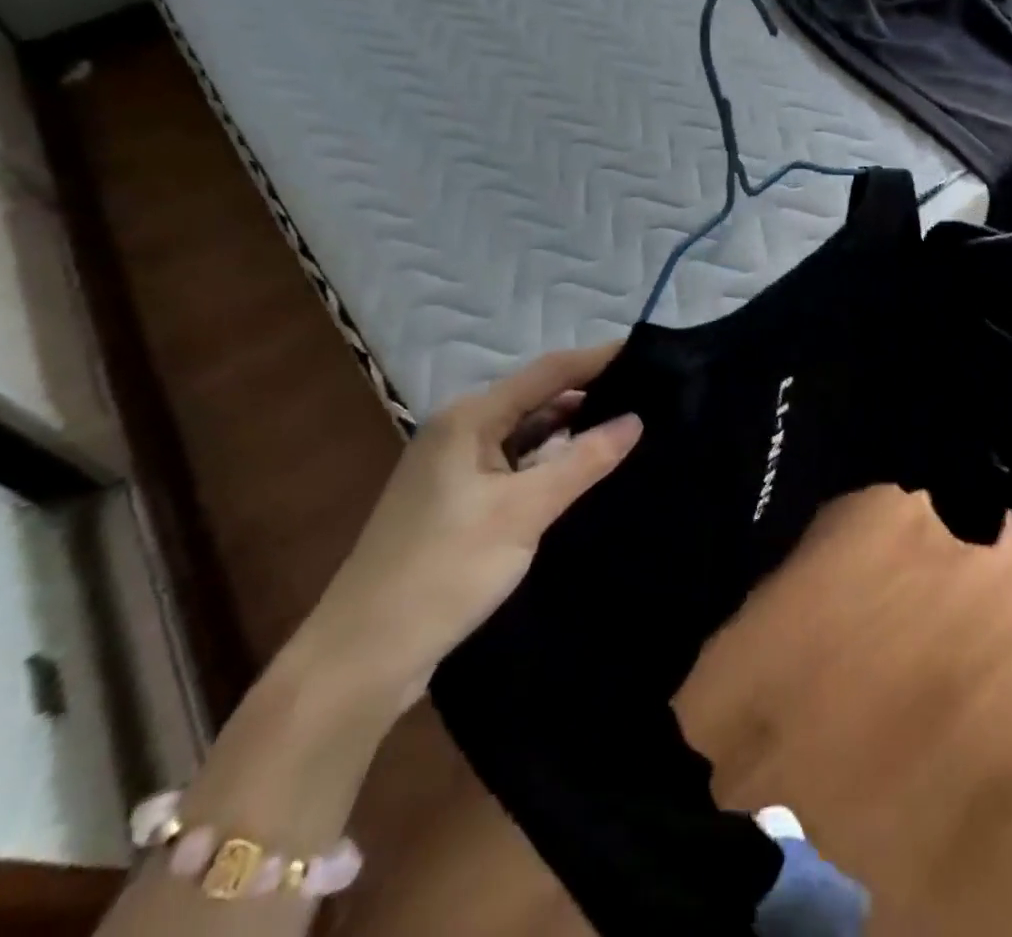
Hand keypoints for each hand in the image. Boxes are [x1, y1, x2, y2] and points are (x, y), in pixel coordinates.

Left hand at [292, 345, 641, 716]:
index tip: (650, 352)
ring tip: (631, 428)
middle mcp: (460, 431)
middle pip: (537, 398)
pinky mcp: (458, 501)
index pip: (549, 371)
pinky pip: (516, 465)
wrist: (361, 659)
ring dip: (572, 431)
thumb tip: (636, 420)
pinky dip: (550, 463)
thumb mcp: (522, 512)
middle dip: (591, 394)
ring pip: (527, 434)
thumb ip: (582, 461)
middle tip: (650, 395)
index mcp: (469, 418)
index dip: (599, 358)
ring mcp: (456, 468)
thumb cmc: (443, 571)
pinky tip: (585, 472)